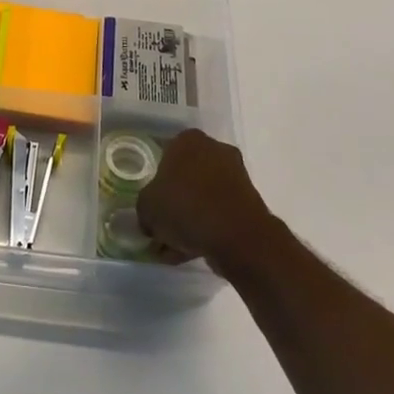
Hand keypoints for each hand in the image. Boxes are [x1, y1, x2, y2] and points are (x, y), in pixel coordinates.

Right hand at [135, 129, 279, 275]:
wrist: (237, 235)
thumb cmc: (185, 207)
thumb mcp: (147, 207)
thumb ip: (145, 208)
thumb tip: (151, 218)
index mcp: (188, 140)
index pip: (164, 155)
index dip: (155, 182)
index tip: (150, 205)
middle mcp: (213, 150)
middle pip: (185, 178)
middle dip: (173, 205)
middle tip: (160, 230)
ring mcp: (234, 175)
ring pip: (201, 198)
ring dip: (187, 221)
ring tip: (172, 250)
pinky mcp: (247, 201)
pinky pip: (218, 213)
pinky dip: (205, 229)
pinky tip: (190, 253)